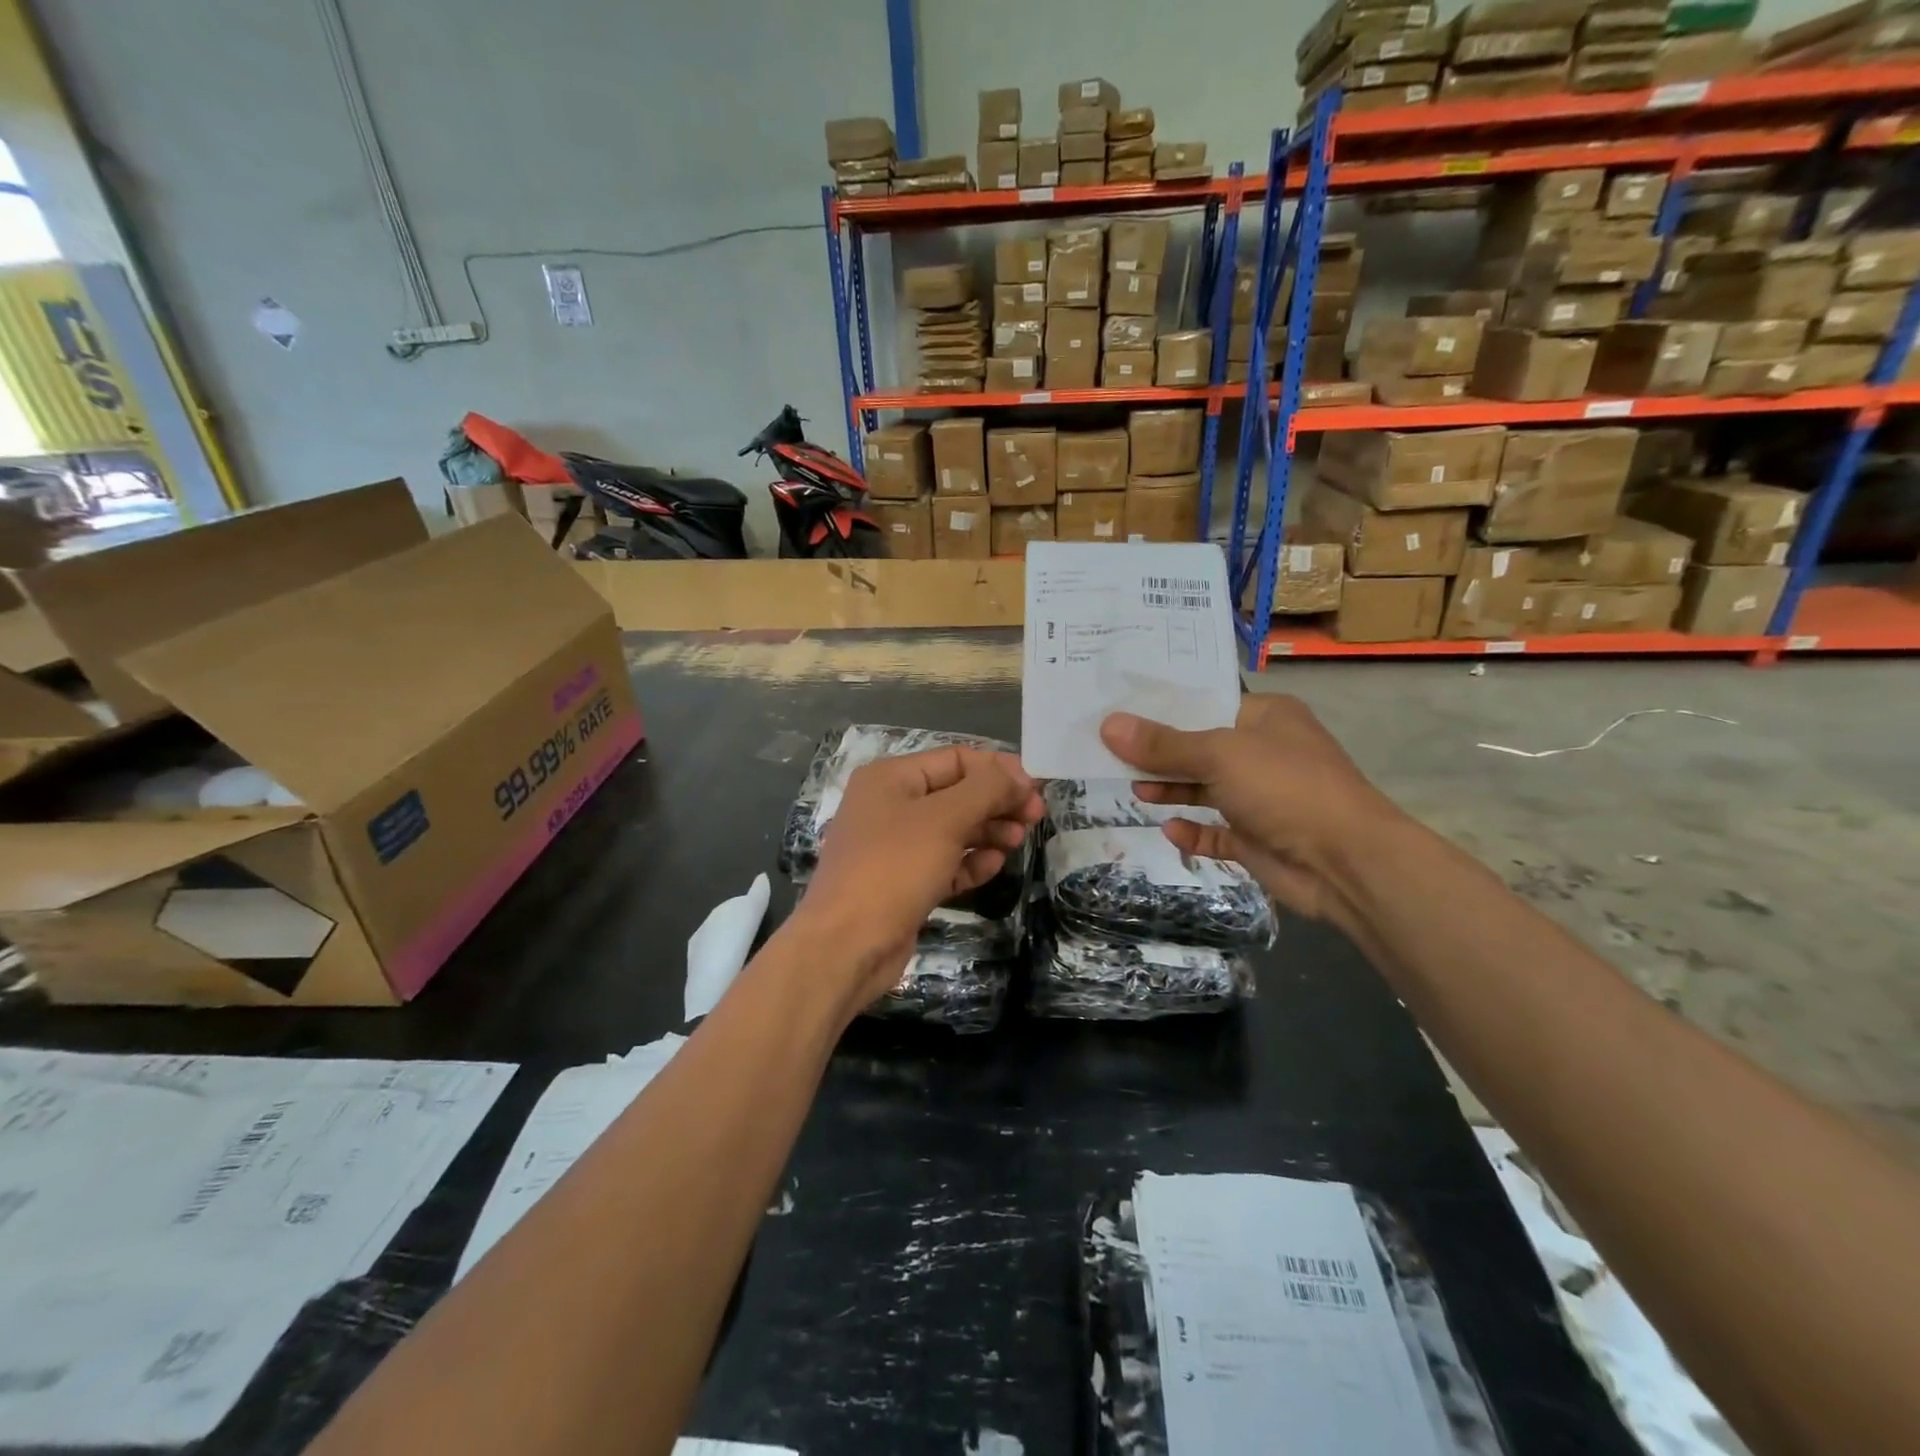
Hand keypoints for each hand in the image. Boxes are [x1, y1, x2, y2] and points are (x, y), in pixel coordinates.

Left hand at [794, 748, 1043, 1015]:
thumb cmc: (894, 868)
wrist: (846, 945)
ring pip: (952, 829)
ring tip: (1017, 842)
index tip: (1035, 788)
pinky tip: (993, 867)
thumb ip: (987, 790)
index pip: (956, 759)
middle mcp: (889, 805)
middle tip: (1034, 818)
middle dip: (996, 802)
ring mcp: (894, 846)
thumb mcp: (944, 819)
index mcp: (890, 778)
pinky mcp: (902, 882)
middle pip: (956, 793)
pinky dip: (969, 862)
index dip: (998, 769)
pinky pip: (944, 862)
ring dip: (988, 832)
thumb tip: (1021, 776)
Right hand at [1100, 696, 1403, 927]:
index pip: (1205, 703)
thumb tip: (1108, 725)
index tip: (1118, 709)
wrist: (1346, 863)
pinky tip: (1169, 829)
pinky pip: (1215, 831)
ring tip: (1134, 789)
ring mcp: (1261, 798)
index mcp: (1265, 717)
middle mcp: (1263, 752)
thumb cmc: (1285, 787)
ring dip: (1172, 790)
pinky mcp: (1257, 838)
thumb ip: (1163, 744)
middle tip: (1111, 751)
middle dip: (1160, 753)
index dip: (1162, 708)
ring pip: (1205, 789)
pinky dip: (1193, 830)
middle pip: (1199, 747)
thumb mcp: (1220, 755)